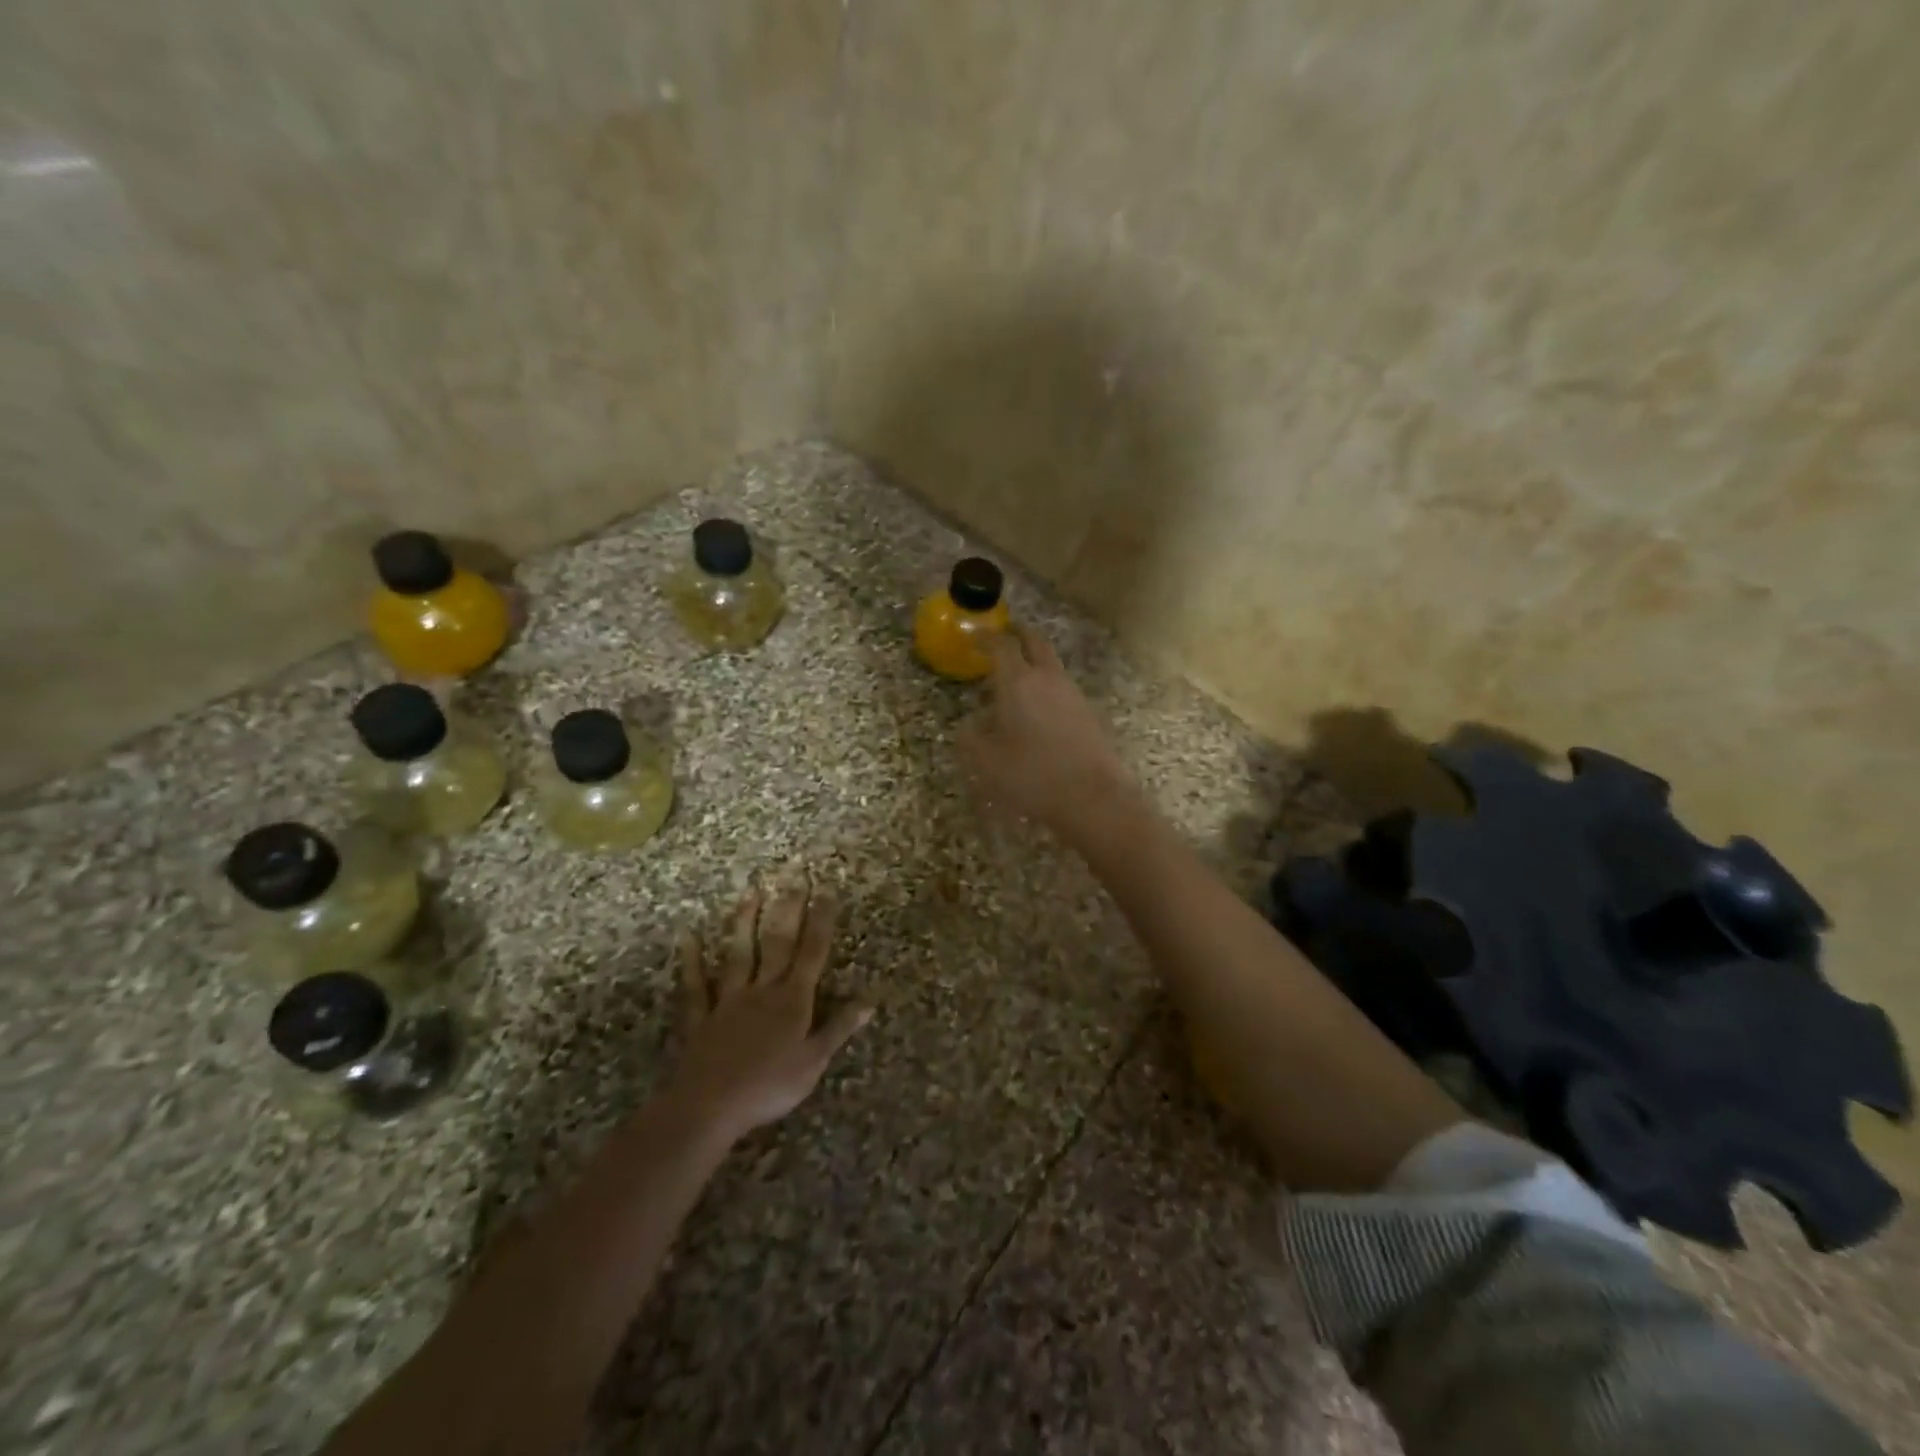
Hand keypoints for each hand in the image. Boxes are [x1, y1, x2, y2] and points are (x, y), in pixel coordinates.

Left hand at [670, 879, 870, 1142]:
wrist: (709, 1106)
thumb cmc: (769, 1087)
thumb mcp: (814, 1062)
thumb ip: (838, 1028)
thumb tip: (868, 1001)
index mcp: (792, 1000)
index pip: (812, 953)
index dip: (821, 921)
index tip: (826, 890)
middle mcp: (762, 990)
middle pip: (777, 943)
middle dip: (788, 908)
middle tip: (793, 874)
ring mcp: (727, 1001)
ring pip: (738, 954)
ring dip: (744, 922)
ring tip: (750, 892)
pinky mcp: (700, 1018)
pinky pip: (694, 986)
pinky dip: (691, 962)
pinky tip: (688, 938)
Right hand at [957, 624, 1134, 839]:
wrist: (1093, 797)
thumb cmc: (1032, 776)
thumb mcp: (986, 762)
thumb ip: (971, 738)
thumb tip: (969, 724)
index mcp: (1018, 682)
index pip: (1001, 645)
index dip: (986, 637)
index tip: (975, 636)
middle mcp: (1048, 679)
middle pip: (1034, 642)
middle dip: (1018, 635)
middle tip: (1004, 636)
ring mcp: (1073, 694)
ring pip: (1051, 666)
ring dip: (1034, 663)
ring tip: (1017, 679)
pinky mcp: (1089, 713)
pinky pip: (1063, 689)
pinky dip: (1048, 688)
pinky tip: (1040, 710)